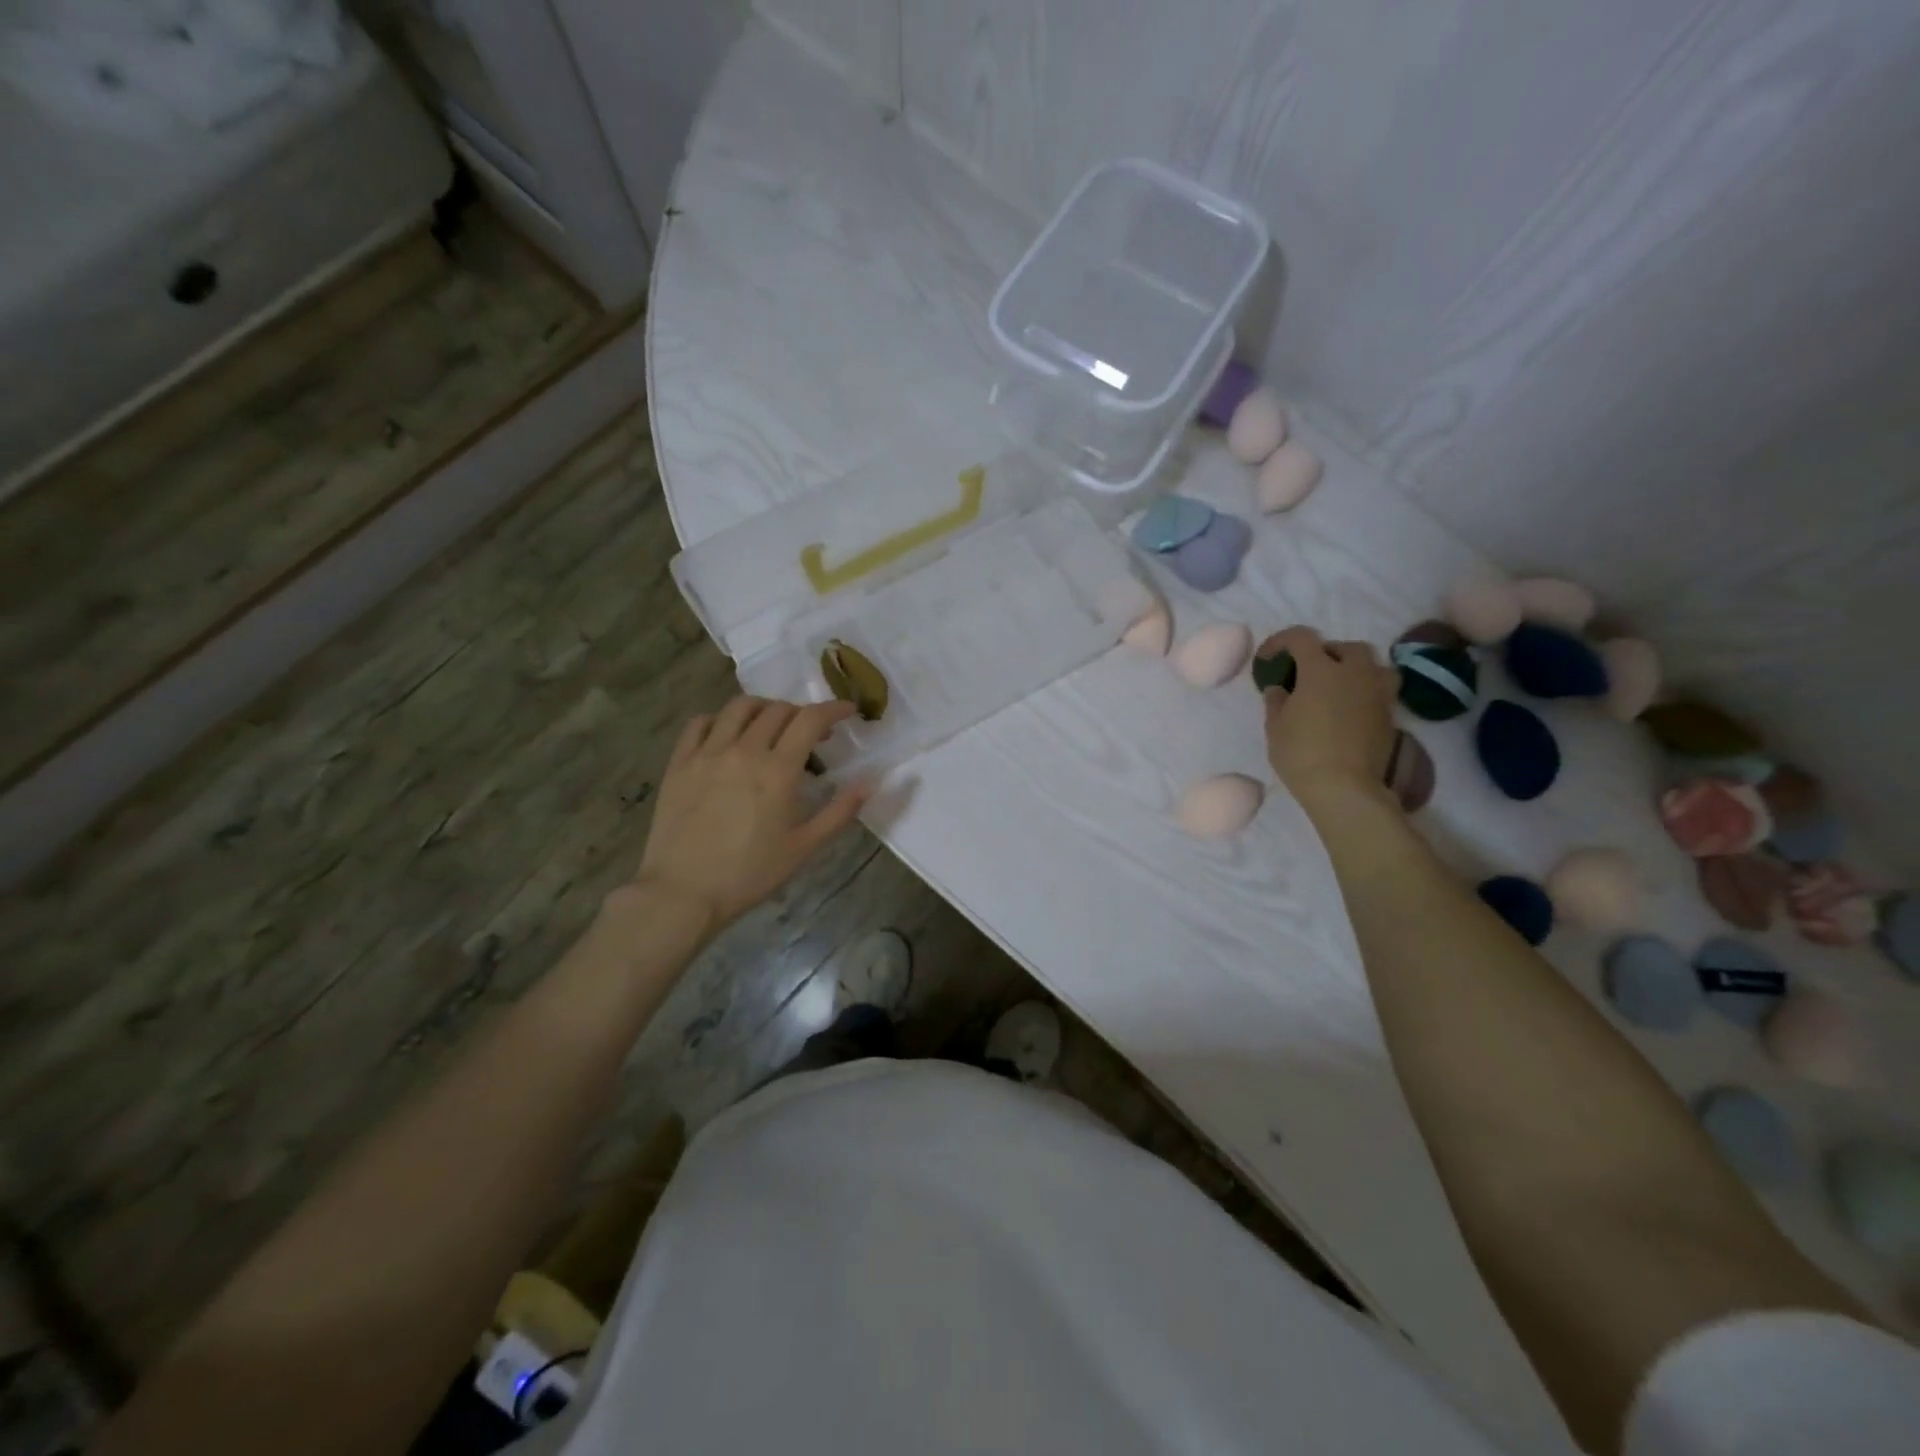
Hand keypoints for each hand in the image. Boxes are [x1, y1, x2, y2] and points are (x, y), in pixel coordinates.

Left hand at [630, 696, 868, 932]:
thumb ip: (840, 811)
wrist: (684, 893)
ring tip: (772, 725)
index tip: (848, 710)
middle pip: (778, 710)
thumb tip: (871, 782)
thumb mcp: (804, 847)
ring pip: (739, 707)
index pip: (810, 719)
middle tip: (813, 733)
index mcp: (778, 770)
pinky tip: (728, 735)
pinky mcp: (680, 762)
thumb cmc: (750, 873)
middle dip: (802, 713)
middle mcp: (743, 751)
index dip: (834, 708)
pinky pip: (700, 723)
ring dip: (764, 708)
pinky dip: (720, 719)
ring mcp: (707, 753)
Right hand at [1258, 627, 1398, 801]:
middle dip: (1325, 653)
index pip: (1301, 638)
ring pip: (1371, 664)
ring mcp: (1377, 692)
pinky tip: (1349, 710)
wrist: (1345, 788)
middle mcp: (1355, 673)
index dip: (1281, 641)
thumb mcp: (1275, 727)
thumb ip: (1276, 701)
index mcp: (1321, 670)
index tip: (1269, 658)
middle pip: (1345, 647)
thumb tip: (1280, 688)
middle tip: (1307, 673)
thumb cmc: (1301, 754)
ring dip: (1353, 669)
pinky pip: (1379, 689)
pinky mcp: (1389, 714)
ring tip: (1337, 687)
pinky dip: (1364, 691)